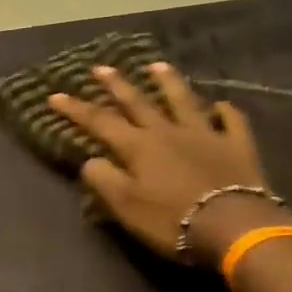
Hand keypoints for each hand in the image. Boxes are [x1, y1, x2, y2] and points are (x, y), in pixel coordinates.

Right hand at [47, 62, 291, 266]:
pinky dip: (224, 111)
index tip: (55, 95)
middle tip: (101, 67)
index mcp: (139, 147)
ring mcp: (206, 134)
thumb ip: (104, 180)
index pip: (100, 122)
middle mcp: (169, 132)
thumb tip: (90, 160)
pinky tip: (220, 105)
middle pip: (139, 103)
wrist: (233, 226)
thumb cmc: (172, 220)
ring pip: (183, 101)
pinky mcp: (237, 145)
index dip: (76, 109)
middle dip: (117, 85)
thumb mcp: (126, 207)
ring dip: (168, 82)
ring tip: (156, 65)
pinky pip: (231, 121)